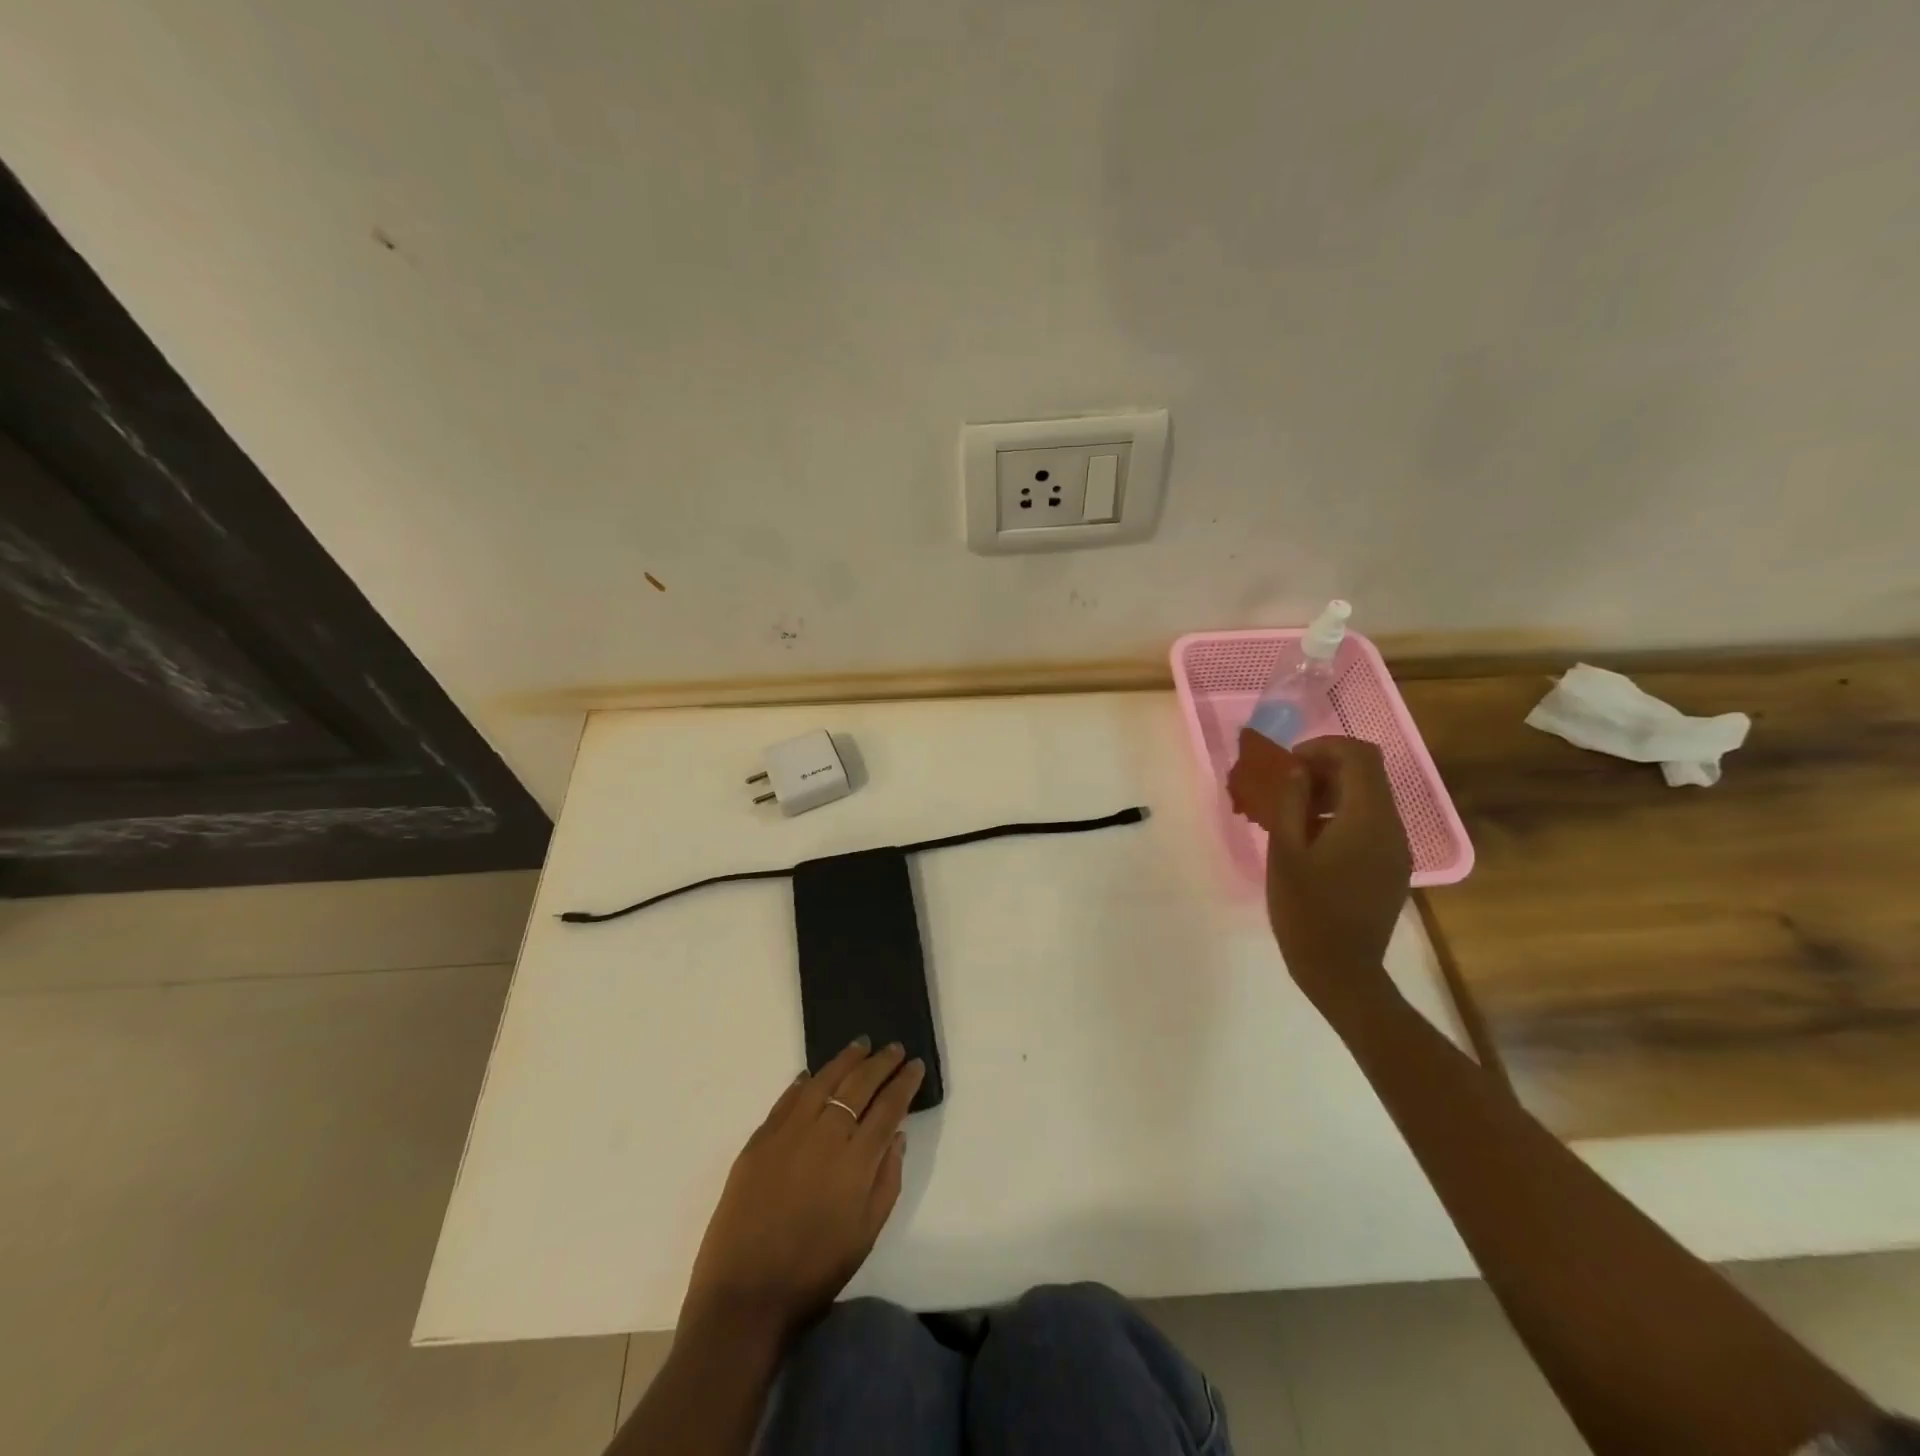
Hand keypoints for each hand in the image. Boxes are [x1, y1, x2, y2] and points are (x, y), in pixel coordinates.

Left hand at [680, 1038, 923, 1347]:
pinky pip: (787, 1099)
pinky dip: (804, 1082)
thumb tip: (897, 1136)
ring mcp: (789, 1132)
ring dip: (845, 1060)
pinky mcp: (760, 1139)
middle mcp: (825, 1135)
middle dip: (881, 1063)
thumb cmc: (814, 1272)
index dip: (904, 1083)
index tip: (915, 1065)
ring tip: (860, 1045)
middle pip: (858, 1086)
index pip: (888, 1107)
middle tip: (894, 1048)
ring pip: (823, 1081)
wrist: (745, 1296)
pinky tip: (813, 1075)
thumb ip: (887, 1180)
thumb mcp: (866, 1235)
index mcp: (856, 1161)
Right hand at [1228, 730, 1410, 1014]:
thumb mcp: (1285, 851)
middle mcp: (1391, 827)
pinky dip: (1342, 816)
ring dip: (1333, 792)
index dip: (1324, 747)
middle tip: (1287, 787)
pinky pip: (1371, 825)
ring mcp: (1396, 849)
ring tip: (1294, 814)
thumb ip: (1292, 802)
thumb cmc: (1305, 909)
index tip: (1290, 764)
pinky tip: (1312, 842)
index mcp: (1367, 818)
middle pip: (1368, 774)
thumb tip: (1299, 770)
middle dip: (1326, 768)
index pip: (1359, 756)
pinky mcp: (1392, 868)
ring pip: (1370, 799)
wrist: (1340, 971)